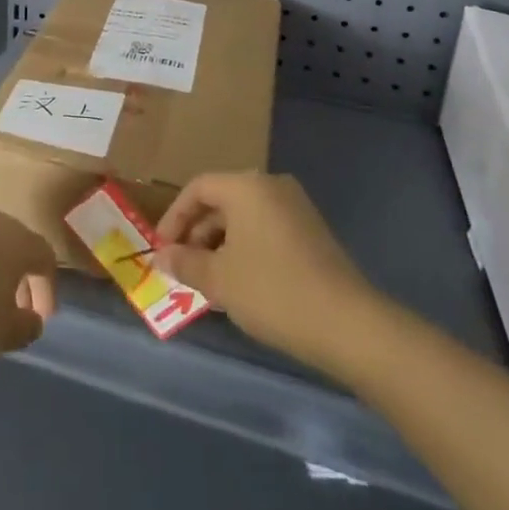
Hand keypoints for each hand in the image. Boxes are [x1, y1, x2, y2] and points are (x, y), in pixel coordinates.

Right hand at [154, 173, 370, 365]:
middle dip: (197, 234)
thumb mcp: (220, 280)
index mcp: (246, 186)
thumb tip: (160, 258)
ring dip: (221, 245)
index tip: (162, 249)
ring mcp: (296, 207)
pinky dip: (246, 249)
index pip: (198, 188)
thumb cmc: (273, 291)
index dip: (174, 217)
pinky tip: (242, 285)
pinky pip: (266, 230)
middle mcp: (271, 186)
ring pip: (244, 218)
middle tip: (184, 268)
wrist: (348, 324)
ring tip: (209, 282)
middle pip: (222, 201)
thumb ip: (185, 263)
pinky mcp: (312, 231)